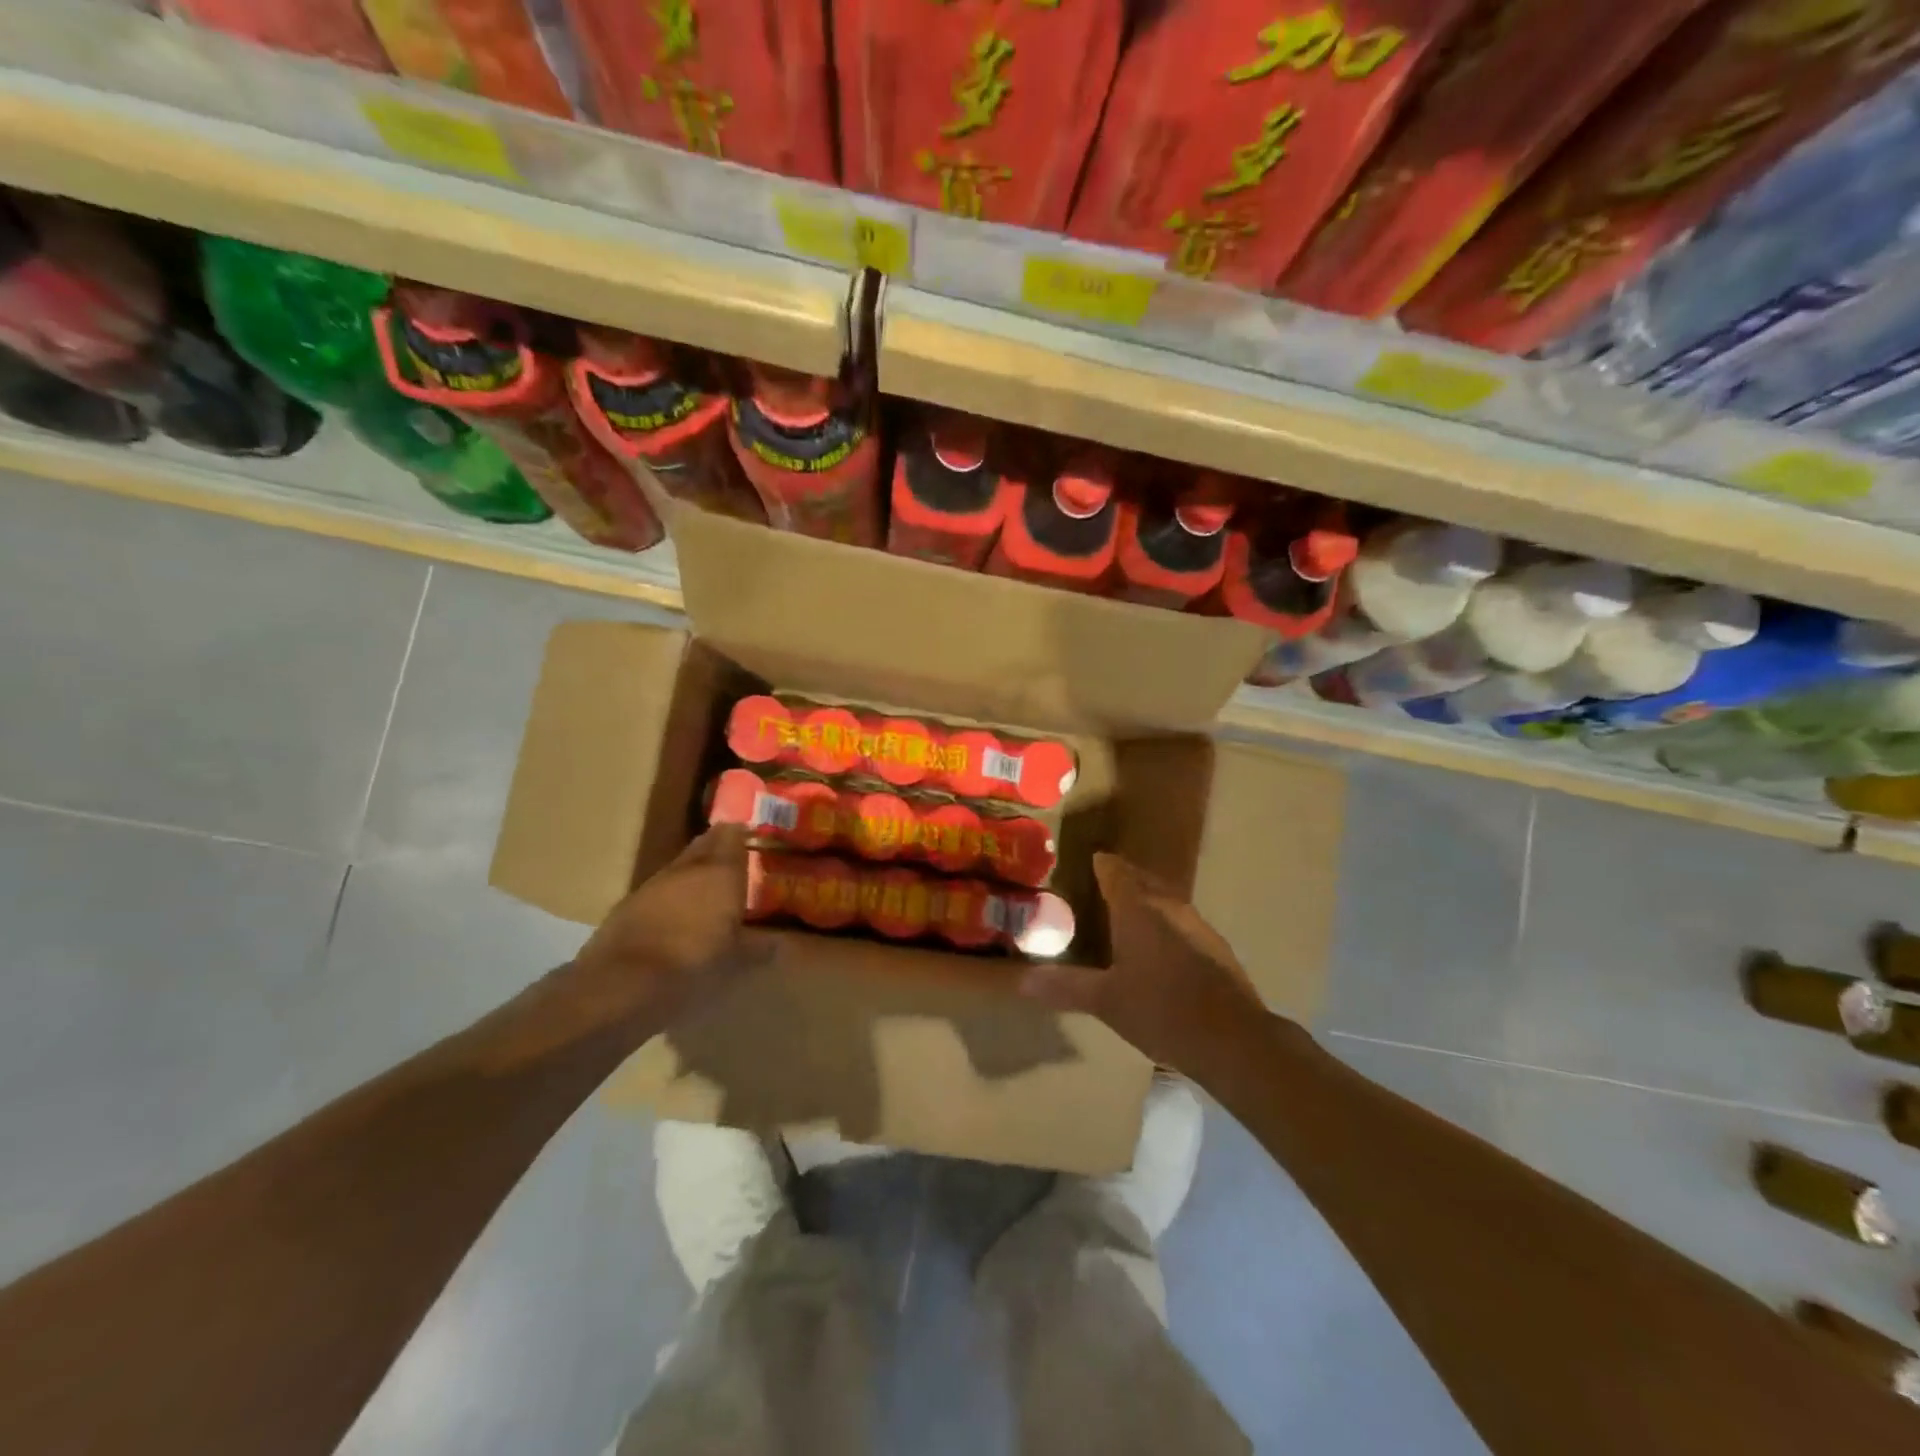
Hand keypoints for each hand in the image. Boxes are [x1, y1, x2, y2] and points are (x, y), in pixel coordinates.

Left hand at [568, 825, 770, 1029]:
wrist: (622, 985)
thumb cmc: (694, 964)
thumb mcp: (738, 961)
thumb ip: (762, 947)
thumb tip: (782, 944)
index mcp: (720, 872)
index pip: (732, 834)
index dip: (744, 834)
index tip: (756, 841)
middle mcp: (687, 868)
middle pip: (705, 844)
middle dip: (719, 850)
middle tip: (737, 864)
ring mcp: (653, 884)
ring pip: (680, 867)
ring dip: (694, 875)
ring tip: (709, 893)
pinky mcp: (627, 905)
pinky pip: (659, 891)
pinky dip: (672, 898)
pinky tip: (678, 919)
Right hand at [1018, 852, 1271, 1073]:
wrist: (1235, 1041)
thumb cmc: (1162, 1011)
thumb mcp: (1106, 1001)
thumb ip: (1065, 986)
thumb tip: (1022, 979)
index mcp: (1139, 909)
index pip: (1116, 871)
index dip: (1101, 864)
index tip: (1087, 861)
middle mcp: (1169, 907)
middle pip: (1143, 880)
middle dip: (1123, 878)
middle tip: (1099, 886)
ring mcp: (1198, 926)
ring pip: (1166, 901)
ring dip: (1146, 901)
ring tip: (1125, 914)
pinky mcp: (1216, 950)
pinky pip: (1181, 923)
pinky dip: (1165, 925)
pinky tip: (1159, 949)